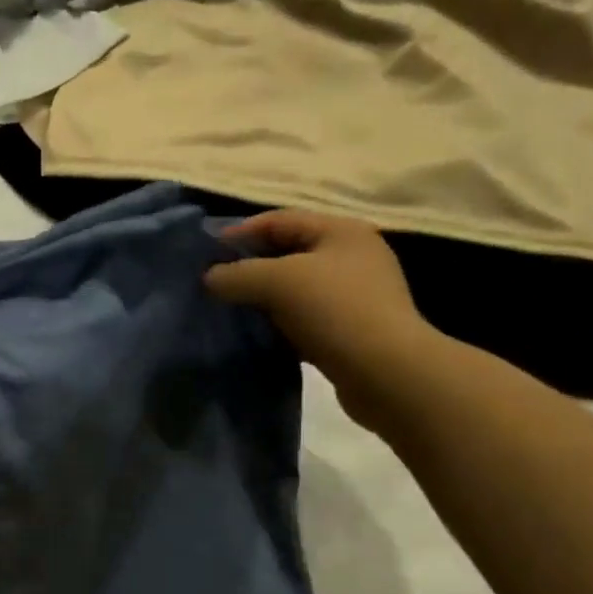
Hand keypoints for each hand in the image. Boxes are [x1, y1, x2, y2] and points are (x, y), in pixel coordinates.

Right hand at [205, 209, 439, 428]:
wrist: (386, 373)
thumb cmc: (334, 312)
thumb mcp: (278, 282)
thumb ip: (237, 274)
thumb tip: (209, 278)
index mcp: (340, 231)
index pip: (279, 220)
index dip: (239, 233)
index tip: (205, 255)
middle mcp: (351, 257)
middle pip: (287, 253)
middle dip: (249, 268)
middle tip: (214, 286)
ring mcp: (353, 296)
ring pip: (295, 290)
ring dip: (263, 299)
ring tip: (231, 313)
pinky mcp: (350, 331)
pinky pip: (304, 320)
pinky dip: (280, 325)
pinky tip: (259, 337)